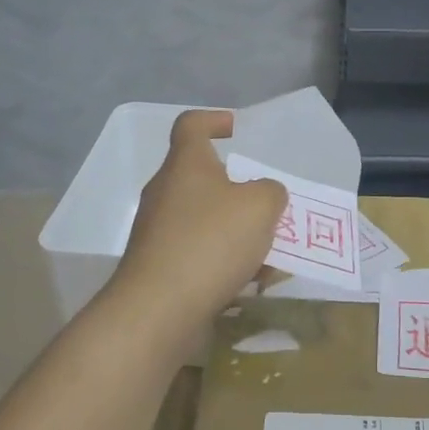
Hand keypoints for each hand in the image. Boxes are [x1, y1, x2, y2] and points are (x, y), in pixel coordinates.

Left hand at [112, 109, 286, 333]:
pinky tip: (250, 282)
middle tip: (266, 204)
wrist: (158, 310)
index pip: (191, 125)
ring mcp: (157, 232)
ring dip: (236, 231)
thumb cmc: (210, 242)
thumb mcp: (260, 207)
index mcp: (185, 165)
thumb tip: (264, 195)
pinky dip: (224, 261)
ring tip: (269, 252)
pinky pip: (198, 253)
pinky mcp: (158, 267)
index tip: (234, 129)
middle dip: (237, 189)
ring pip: (204, 219)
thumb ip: (271, 192)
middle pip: (201, 177)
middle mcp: (165, 192)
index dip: (213, 120)